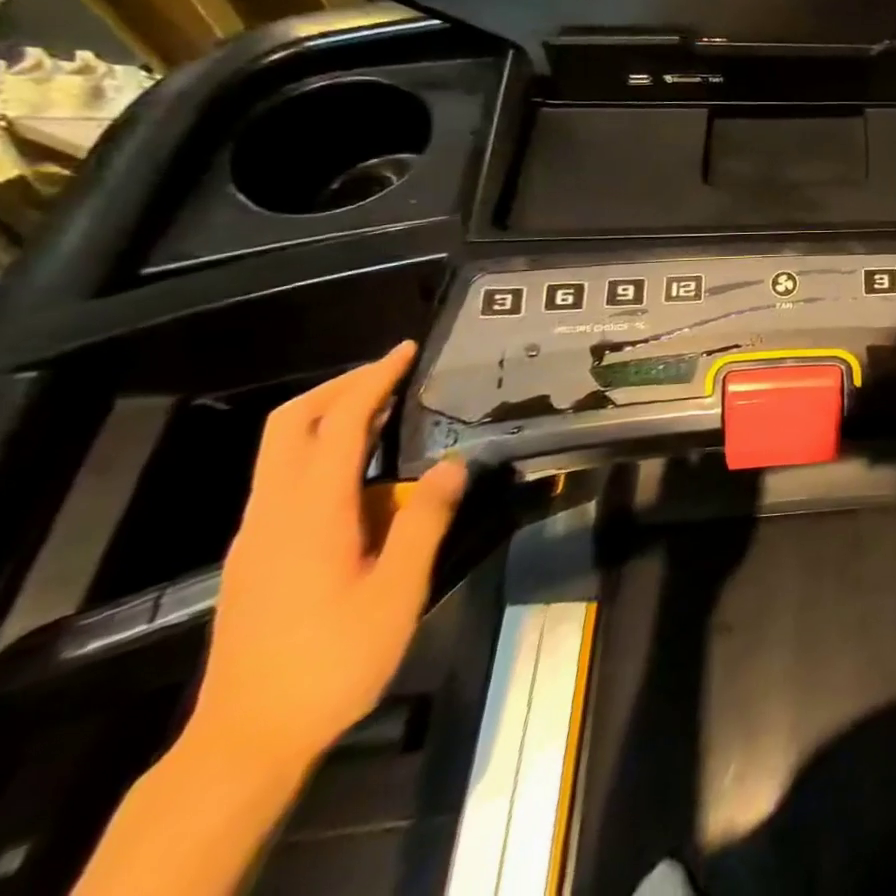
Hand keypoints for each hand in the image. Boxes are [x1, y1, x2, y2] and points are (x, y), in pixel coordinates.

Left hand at [189, 343, 466, 773]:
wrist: (246, 740)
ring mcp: (258, 534)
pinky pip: (286, 478)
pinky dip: (324, 449)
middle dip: (340, 385)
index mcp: (310, 513)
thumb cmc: (332, 661)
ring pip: (282, 449)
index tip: (407, 350)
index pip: (338, 423)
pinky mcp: (257, 554)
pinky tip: (367, 468)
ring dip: (331, 414)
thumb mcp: (397, 591)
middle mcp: (273, 513)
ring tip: (390, 407)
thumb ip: (425, 521)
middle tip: (393, 370)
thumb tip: (454, 464)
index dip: (373, 379)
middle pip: (289, 424)